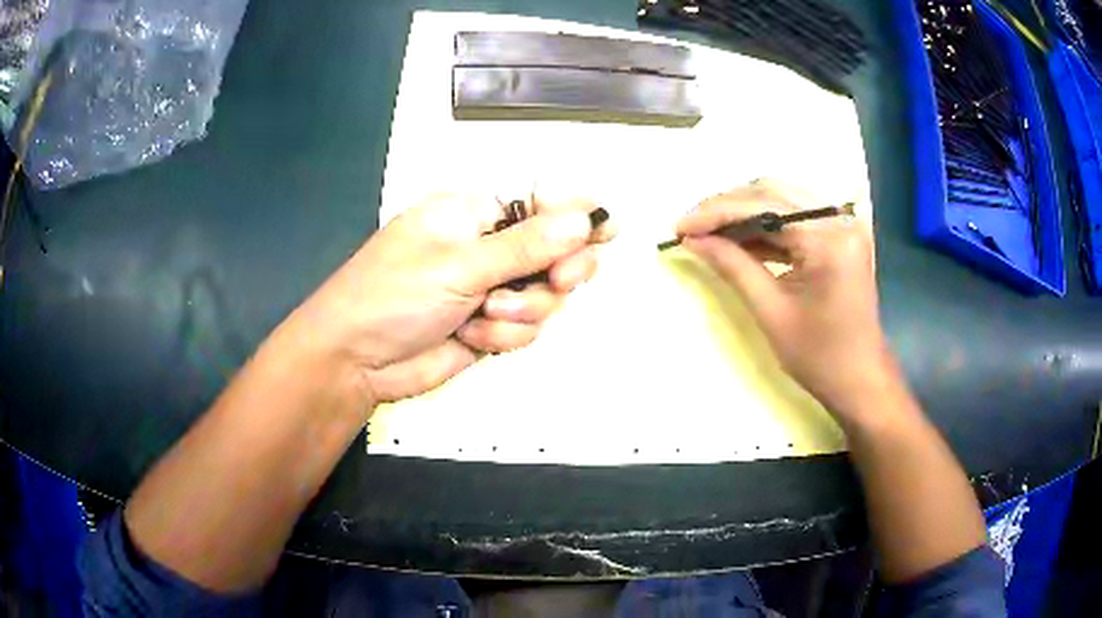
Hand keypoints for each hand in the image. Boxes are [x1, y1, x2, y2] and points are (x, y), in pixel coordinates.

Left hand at [289, 194, 613, 406]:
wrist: (356, 361)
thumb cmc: (392, 295)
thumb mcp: (457, 265)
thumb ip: (524, 246)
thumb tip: (583, 220)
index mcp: (474, 212)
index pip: (540, 202)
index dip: (576, 214)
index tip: (607, 229)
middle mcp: (488, 246)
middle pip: (557, 249)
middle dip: (560, 270)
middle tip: (559, 282)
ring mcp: (491, 289)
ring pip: (547, 296)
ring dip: (522, 311)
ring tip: (483, 316)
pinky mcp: (491, 327)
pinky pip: (527, 328)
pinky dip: (504, 337)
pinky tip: (472, 338)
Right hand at [676, 180, 893, 417]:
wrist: (861, 379)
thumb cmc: (820, 357)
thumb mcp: (771, 312)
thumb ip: (733, 266)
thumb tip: (693, 239)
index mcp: (828, 239)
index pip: (764, 206)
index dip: (716, 213)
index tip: (680, 227)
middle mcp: (839, 219)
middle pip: (772, 192)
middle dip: (727, 207)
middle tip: (693, 228)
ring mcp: (842, 224)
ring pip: (782, 200)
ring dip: (744, 214)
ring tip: (710, 235)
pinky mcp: (839, 234)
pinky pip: (795, 217)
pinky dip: (765, 227)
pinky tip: (740, 242)